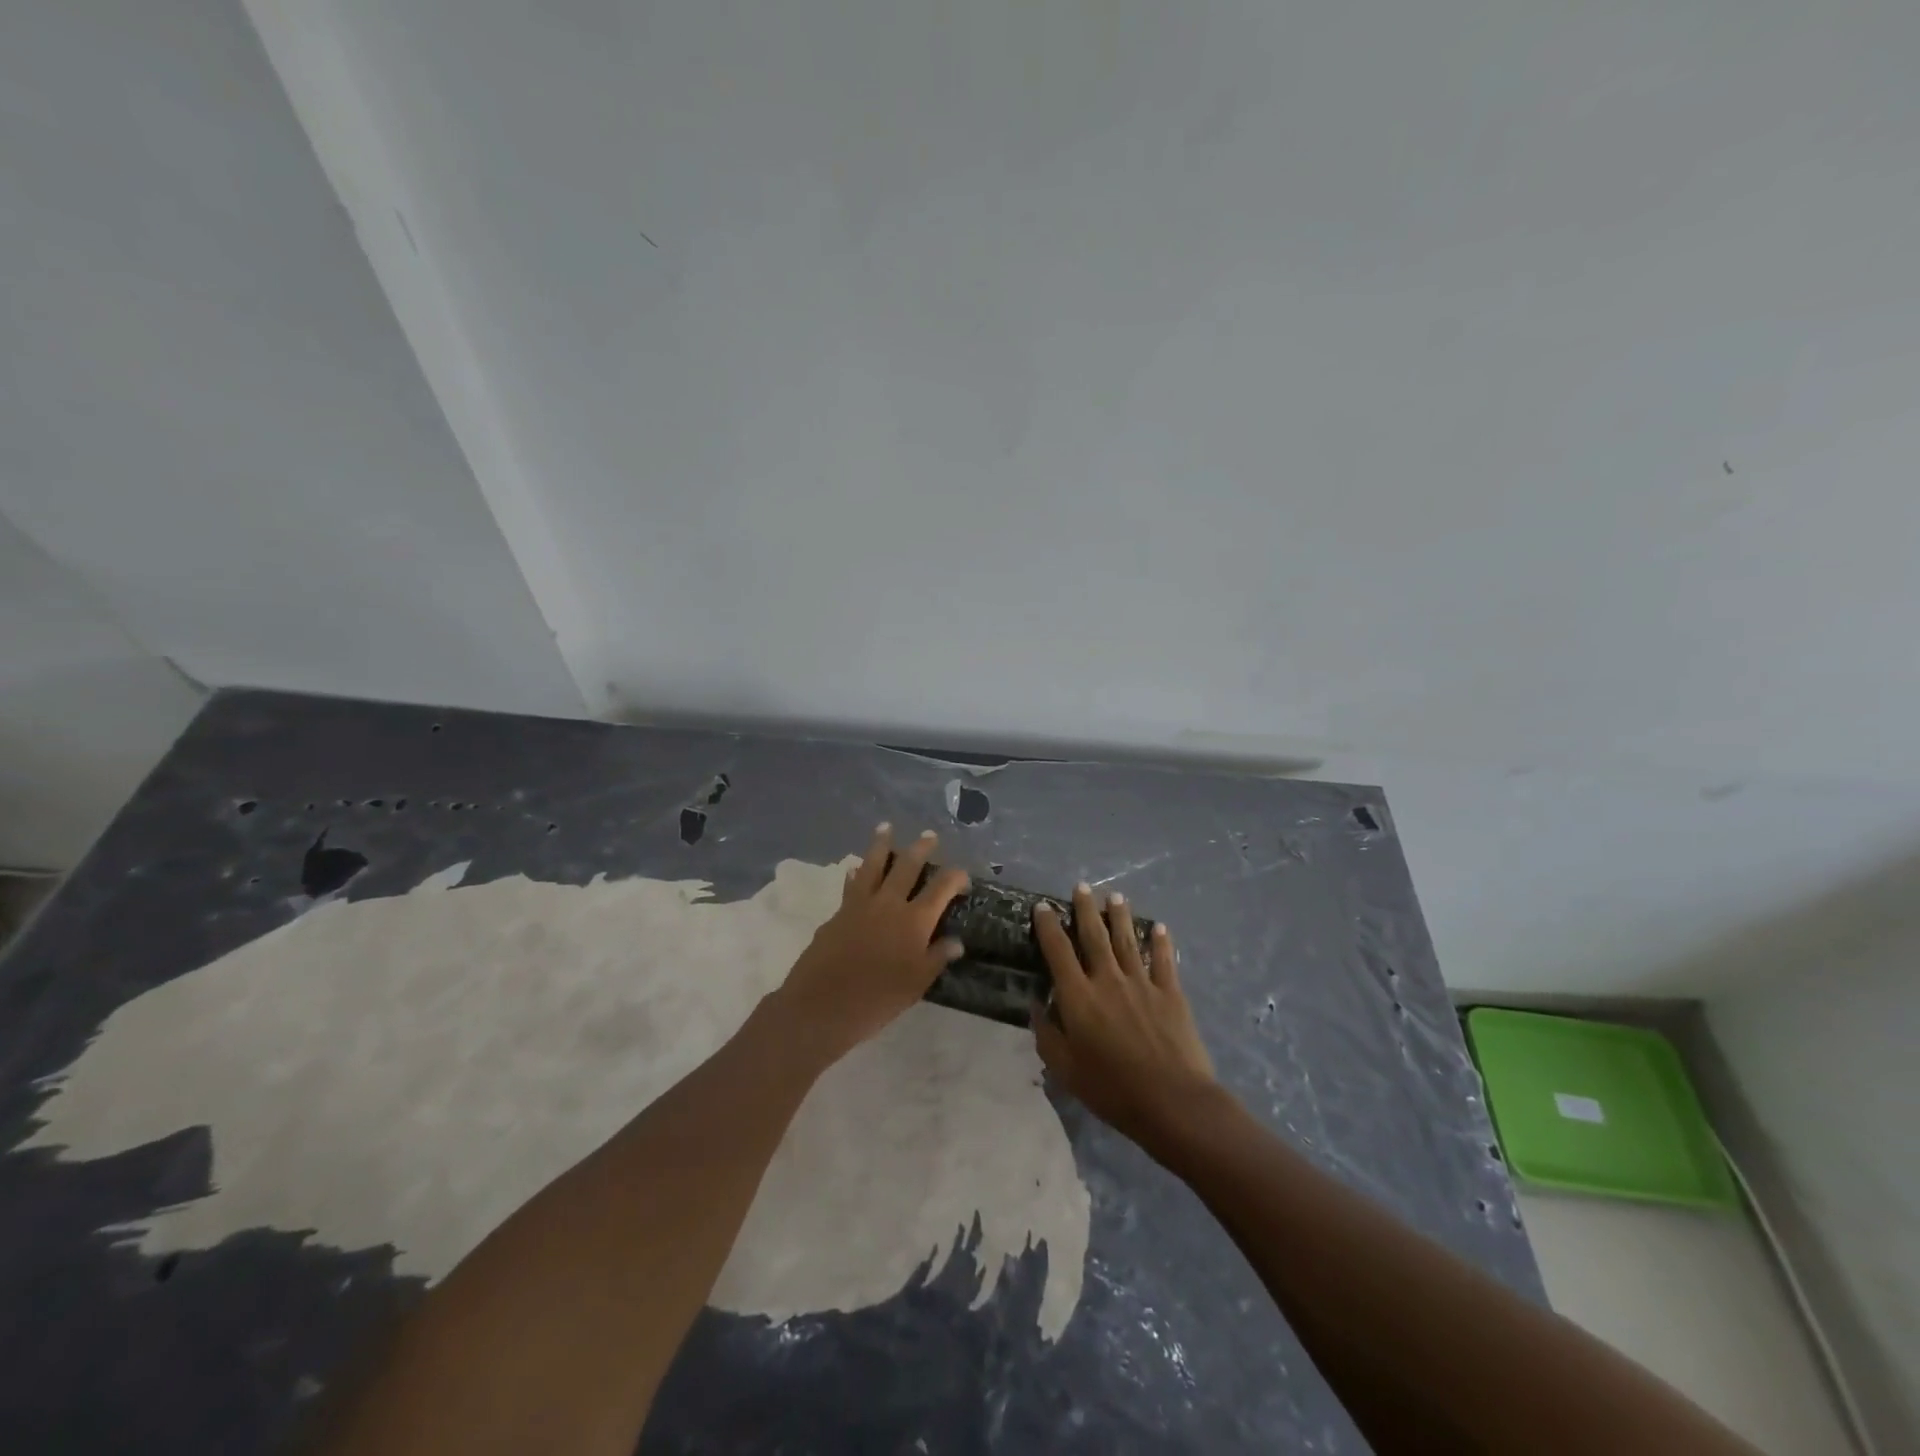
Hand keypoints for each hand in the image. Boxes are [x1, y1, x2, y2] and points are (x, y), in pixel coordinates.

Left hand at [773, 825, 969, 1062]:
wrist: (822, 1005)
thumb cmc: (877, 999)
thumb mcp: (917, 984)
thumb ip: (936, 957)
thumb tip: (956, 941)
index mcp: (915, 920)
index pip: (941, 888)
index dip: (955, 878)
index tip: (963, 877)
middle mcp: (889, 904)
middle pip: (907, 866)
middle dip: (921, 848)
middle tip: (929, 835)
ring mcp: (860, 905)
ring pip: (873, 865)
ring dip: (881, 845)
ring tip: (886, 828)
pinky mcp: (838, 913)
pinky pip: (851, 884)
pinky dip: (856, 873)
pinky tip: (855, 868)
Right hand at [1032, 883, 1219, 1147]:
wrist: (1172, 1101)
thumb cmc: (1112, 1089)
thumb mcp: (1065, 1069)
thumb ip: (1047, 1034)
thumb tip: (1037, 1005)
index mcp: (1079, 997)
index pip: (1058, 951)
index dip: (1048, 926)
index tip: (1042, 907)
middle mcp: (1108, 980)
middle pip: (1094, 936)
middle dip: (1085, 909)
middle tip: (1081, 887)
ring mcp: (1142, 983)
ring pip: (1127, 941)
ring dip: (1120, 917)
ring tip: (1115, 896)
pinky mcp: (1170, 993)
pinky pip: (1164, 960)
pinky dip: (1161, 942)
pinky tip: (1160, 927)